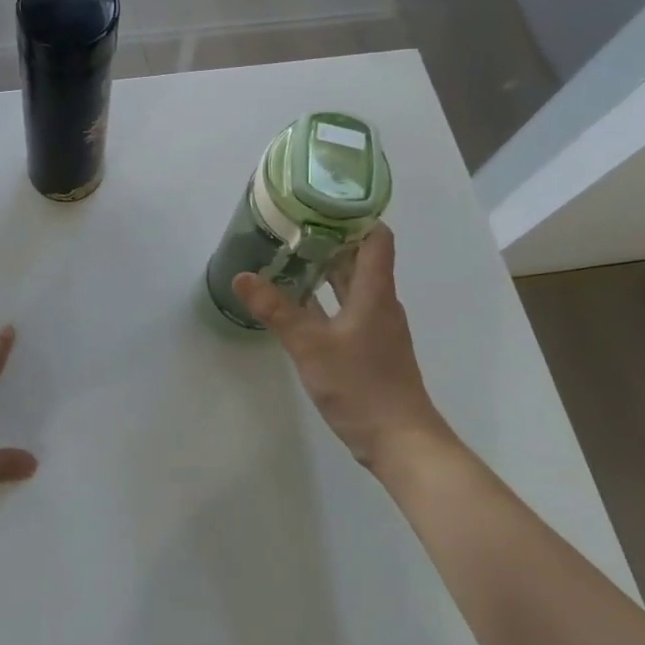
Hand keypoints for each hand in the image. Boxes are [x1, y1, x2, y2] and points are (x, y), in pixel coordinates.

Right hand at [234, 225, 456, 476]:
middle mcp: (380, 303)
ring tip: (289, 257)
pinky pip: (348, 309)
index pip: (376, 238)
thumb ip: (277, 310)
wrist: (402, 442)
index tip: (321, 202)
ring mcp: (378, 327)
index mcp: (375, 292)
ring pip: (353, 285)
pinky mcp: (371, 348)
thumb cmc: (362, 386)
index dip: (355, 215)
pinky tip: (300, 304)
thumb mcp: (311, 346)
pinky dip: (327, 299)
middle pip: (361, 259)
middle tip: (291, 226)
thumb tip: (242, 276)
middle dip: (329, 240)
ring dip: (326, 270)